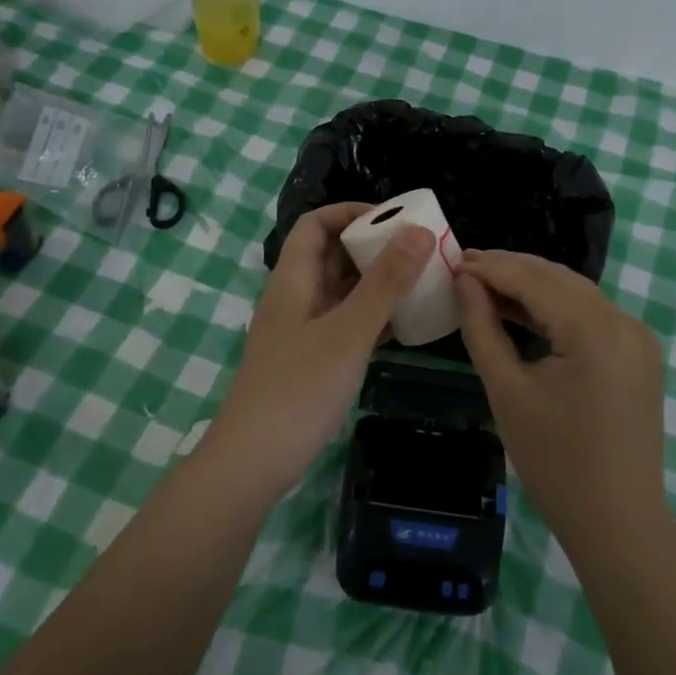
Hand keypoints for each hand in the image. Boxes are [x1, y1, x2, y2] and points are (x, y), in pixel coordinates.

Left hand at [206, 203, 434, 500]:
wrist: (254, 462)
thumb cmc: (299, 388)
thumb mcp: (348, 331)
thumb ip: (385, 282)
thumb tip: (418, 231)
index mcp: (293, 280)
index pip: (316, 224)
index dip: (351, 212)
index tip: (395, 220)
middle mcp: (295, 298)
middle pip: (331, 255)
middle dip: (373, 247)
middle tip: (420, 250)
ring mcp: (301, 332)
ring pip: (341, 292)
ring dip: (376, 283)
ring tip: (421, 281)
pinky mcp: (311, 361)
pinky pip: (345, 324)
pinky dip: (373, 317)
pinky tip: (405, 325)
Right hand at [455, 250, 667, 549]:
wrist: (617, 522)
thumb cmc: (554, 462)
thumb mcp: (507, 391)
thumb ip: (483, 328)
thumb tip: (464, 282)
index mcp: (595, 330)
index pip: (534, 280)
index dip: (491, 267)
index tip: (452, 260)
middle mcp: (624, 322)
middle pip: (559, 278)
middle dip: (511, 269)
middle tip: (464, 266)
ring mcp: (637, 338)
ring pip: (577, 293)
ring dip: (533, 286)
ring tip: (485, 284)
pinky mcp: (639, 355)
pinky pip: (592, 315)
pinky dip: (556, 308)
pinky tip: (523, 311)